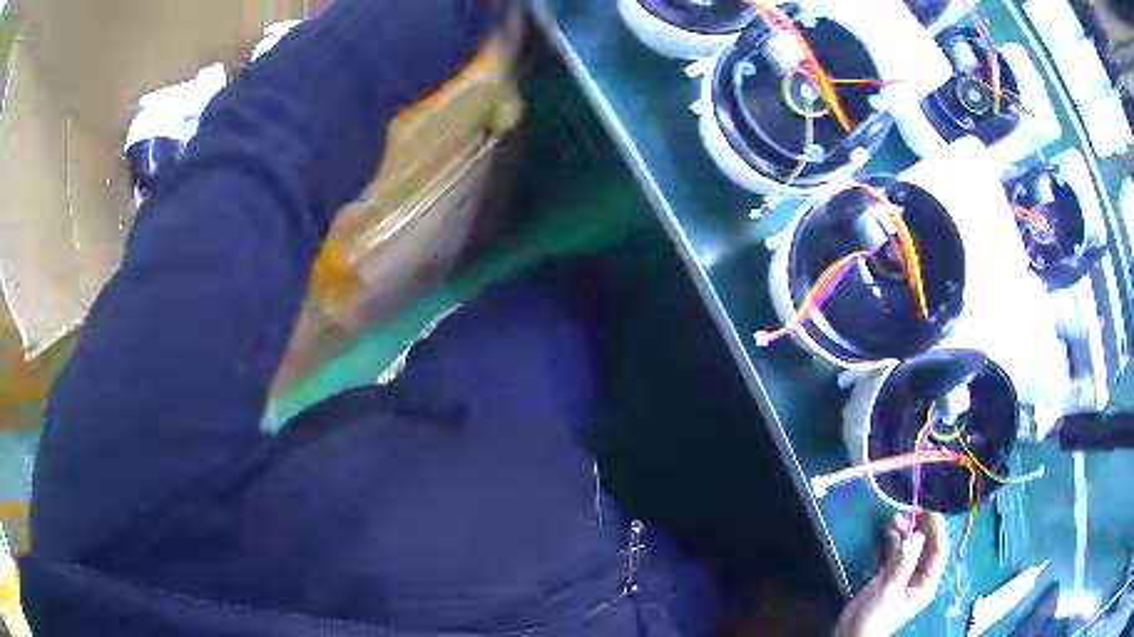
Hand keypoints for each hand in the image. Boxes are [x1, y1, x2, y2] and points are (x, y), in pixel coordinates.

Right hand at [836, 512, 948, 636]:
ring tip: (896, 518)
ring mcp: (904, 575)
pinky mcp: (890, 575)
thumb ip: (903, 564)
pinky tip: (889, 530)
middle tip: (912, 511)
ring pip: (911, 547)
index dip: (937, 530)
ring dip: (906, 532)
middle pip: (926, 546)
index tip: (928, 513)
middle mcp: (919, 577)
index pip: (939, 551)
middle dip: (921, 528)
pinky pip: (897, 552)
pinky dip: (894, 540)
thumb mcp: (889, 591)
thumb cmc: (874, 618)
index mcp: (926, 583)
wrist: (851, 635)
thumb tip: (917, 535)